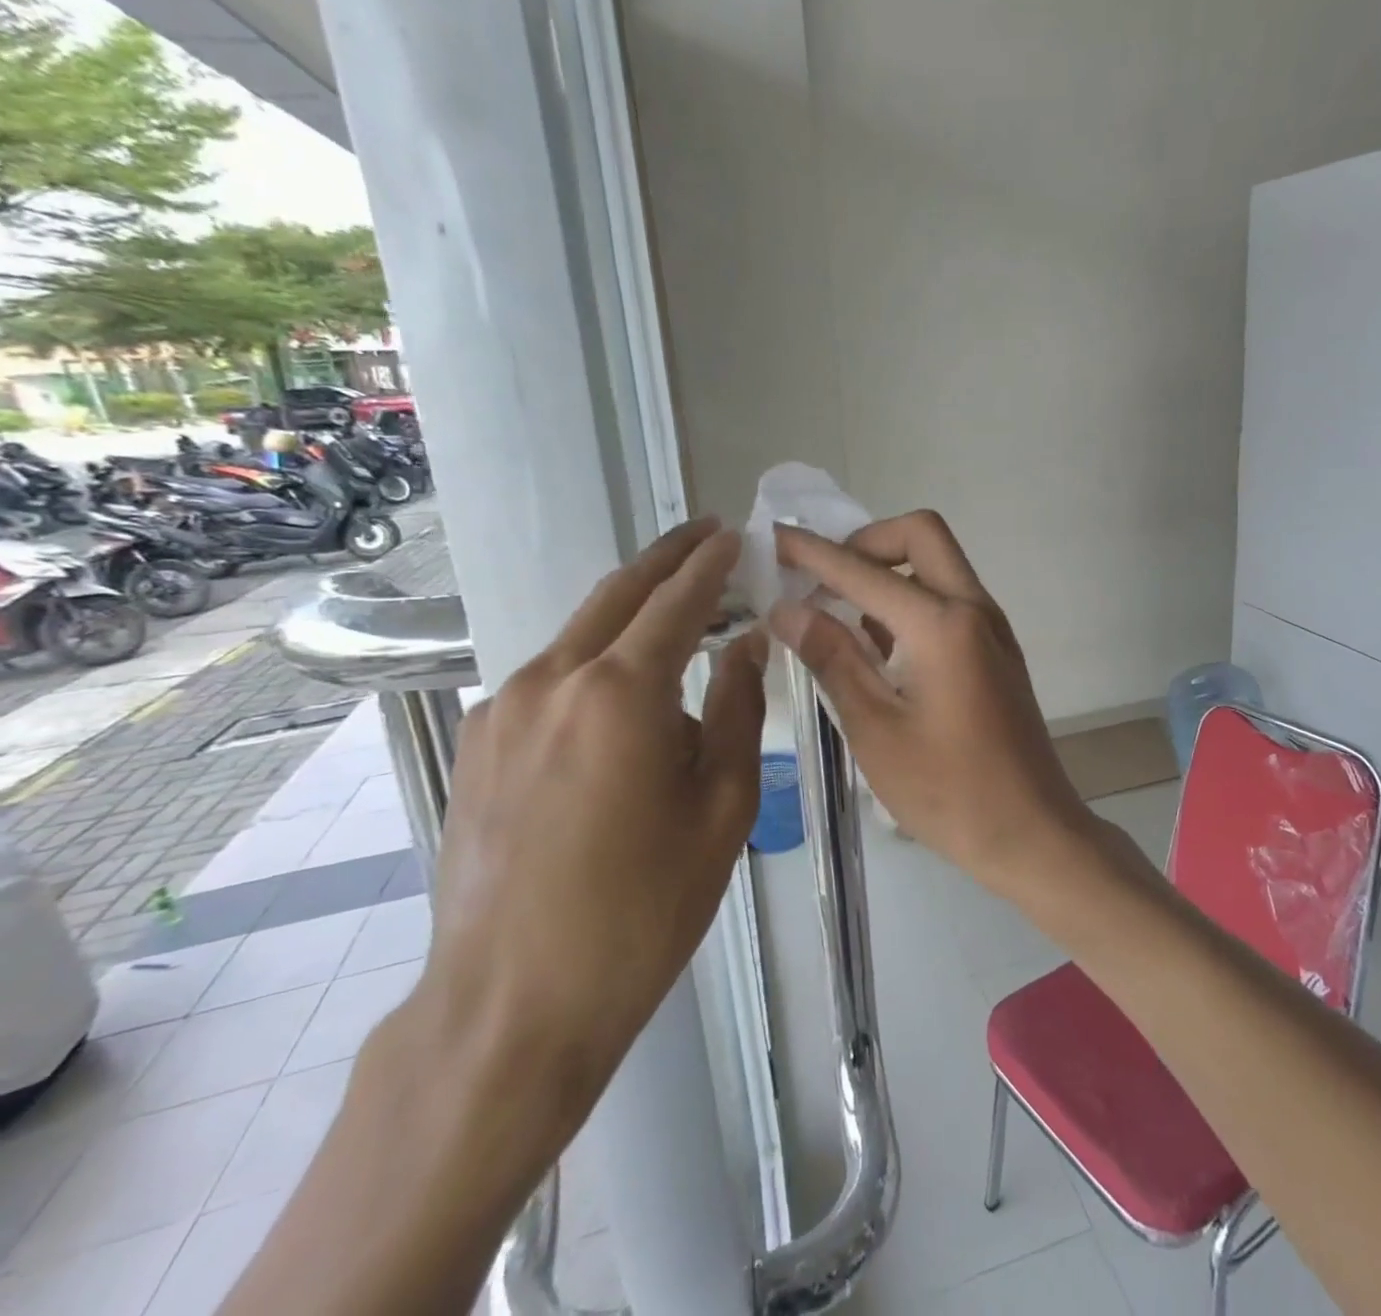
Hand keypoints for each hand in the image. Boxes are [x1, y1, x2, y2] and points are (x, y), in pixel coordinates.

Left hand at [417, 518, 766, 1114]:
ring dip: (631, 610)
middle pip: (618, 594)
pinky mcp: (481, 743)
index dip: (711, 563)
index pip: (677, 600)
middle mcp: (552, 680)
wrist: (513, 1002)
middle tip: (706, 533)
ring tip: (676, 609)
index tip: (736, 533)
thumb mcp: (723, 805)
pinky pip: (551, 677)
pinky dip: (596, 659)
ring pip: (580, 633)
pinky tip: (621, 689)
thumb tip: (745, 642)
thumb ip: (738, 708)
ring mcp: (504, 709)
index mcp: (620, 692)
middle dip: (666, 557)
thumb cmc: (644, 906)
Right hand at [771, 512, 1093, 896]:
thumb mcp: (876, 729)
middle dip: (866, 543)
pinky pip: (950, 598)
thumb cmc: (949, 792)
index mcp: (942, 625)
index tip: (774, 538)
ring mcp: (993, 627)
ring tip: (839, 614)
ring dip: (890, 570)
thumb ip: (833, 659)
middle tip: (823, 579)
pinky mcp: (997, 649)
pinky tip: (879, 646)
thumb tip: (788, 609)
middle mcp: (974, 609)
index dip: (812, 553)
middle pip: (921, 534)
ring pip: (939, 564)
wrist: (1032, 832)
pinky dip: (912, 600)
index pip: (864, 571)